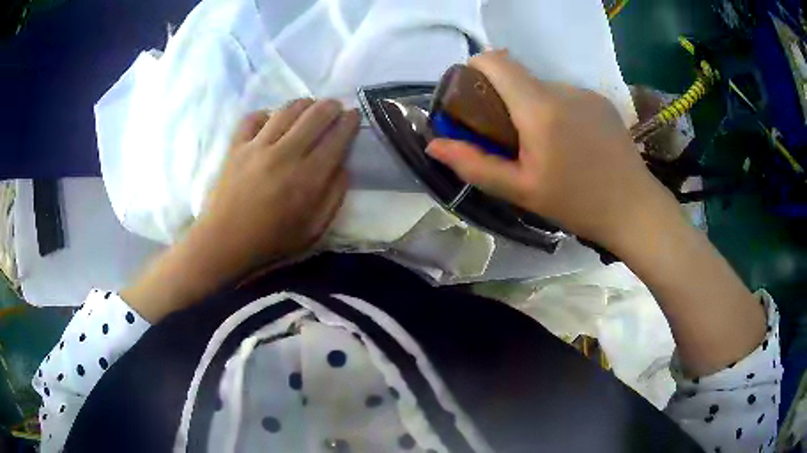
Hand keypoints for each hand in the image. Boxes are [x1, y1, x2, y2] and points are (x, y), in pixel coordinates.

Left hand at [122, 99, 358, 322]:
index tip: (354, 115)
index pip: (336, 138)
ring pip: (286, 110)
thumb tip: (343, 166)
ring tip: (309, 106)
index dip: (349, 123)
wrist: (224, 244)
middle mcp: (285, 154)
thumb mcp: (314, 231)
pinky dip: (266, 113)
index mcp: (308, 178)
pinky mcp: (236, 146)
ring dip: (304, 104)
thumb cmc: (271, 242)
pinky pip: (253, 117)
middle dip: (330, 106)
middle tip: (335, 106)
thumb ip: (334, 197)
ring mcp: (257, 147)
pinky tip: (272, 120)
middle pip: (314, 115)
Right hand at [427, 51, 673, 250]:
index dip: (475, 69)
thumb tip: (434, 144)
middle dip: (505, 99)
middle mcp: (562, 88)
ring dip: (534, 108)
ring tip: (547, 147)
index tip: (473, 97)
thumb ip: (474, 164)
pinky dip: (557, 111)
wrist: (634, 208)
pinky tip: (572, 144)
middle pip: (518, 77)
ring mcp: (586, 92)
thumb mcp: (521, 191)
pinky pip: (566, 96)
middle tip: (511, 140)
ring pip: (543, 88)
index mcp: (539, 107)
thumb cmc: (577, 204)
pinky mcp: (601, 101)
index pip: (495, 61)